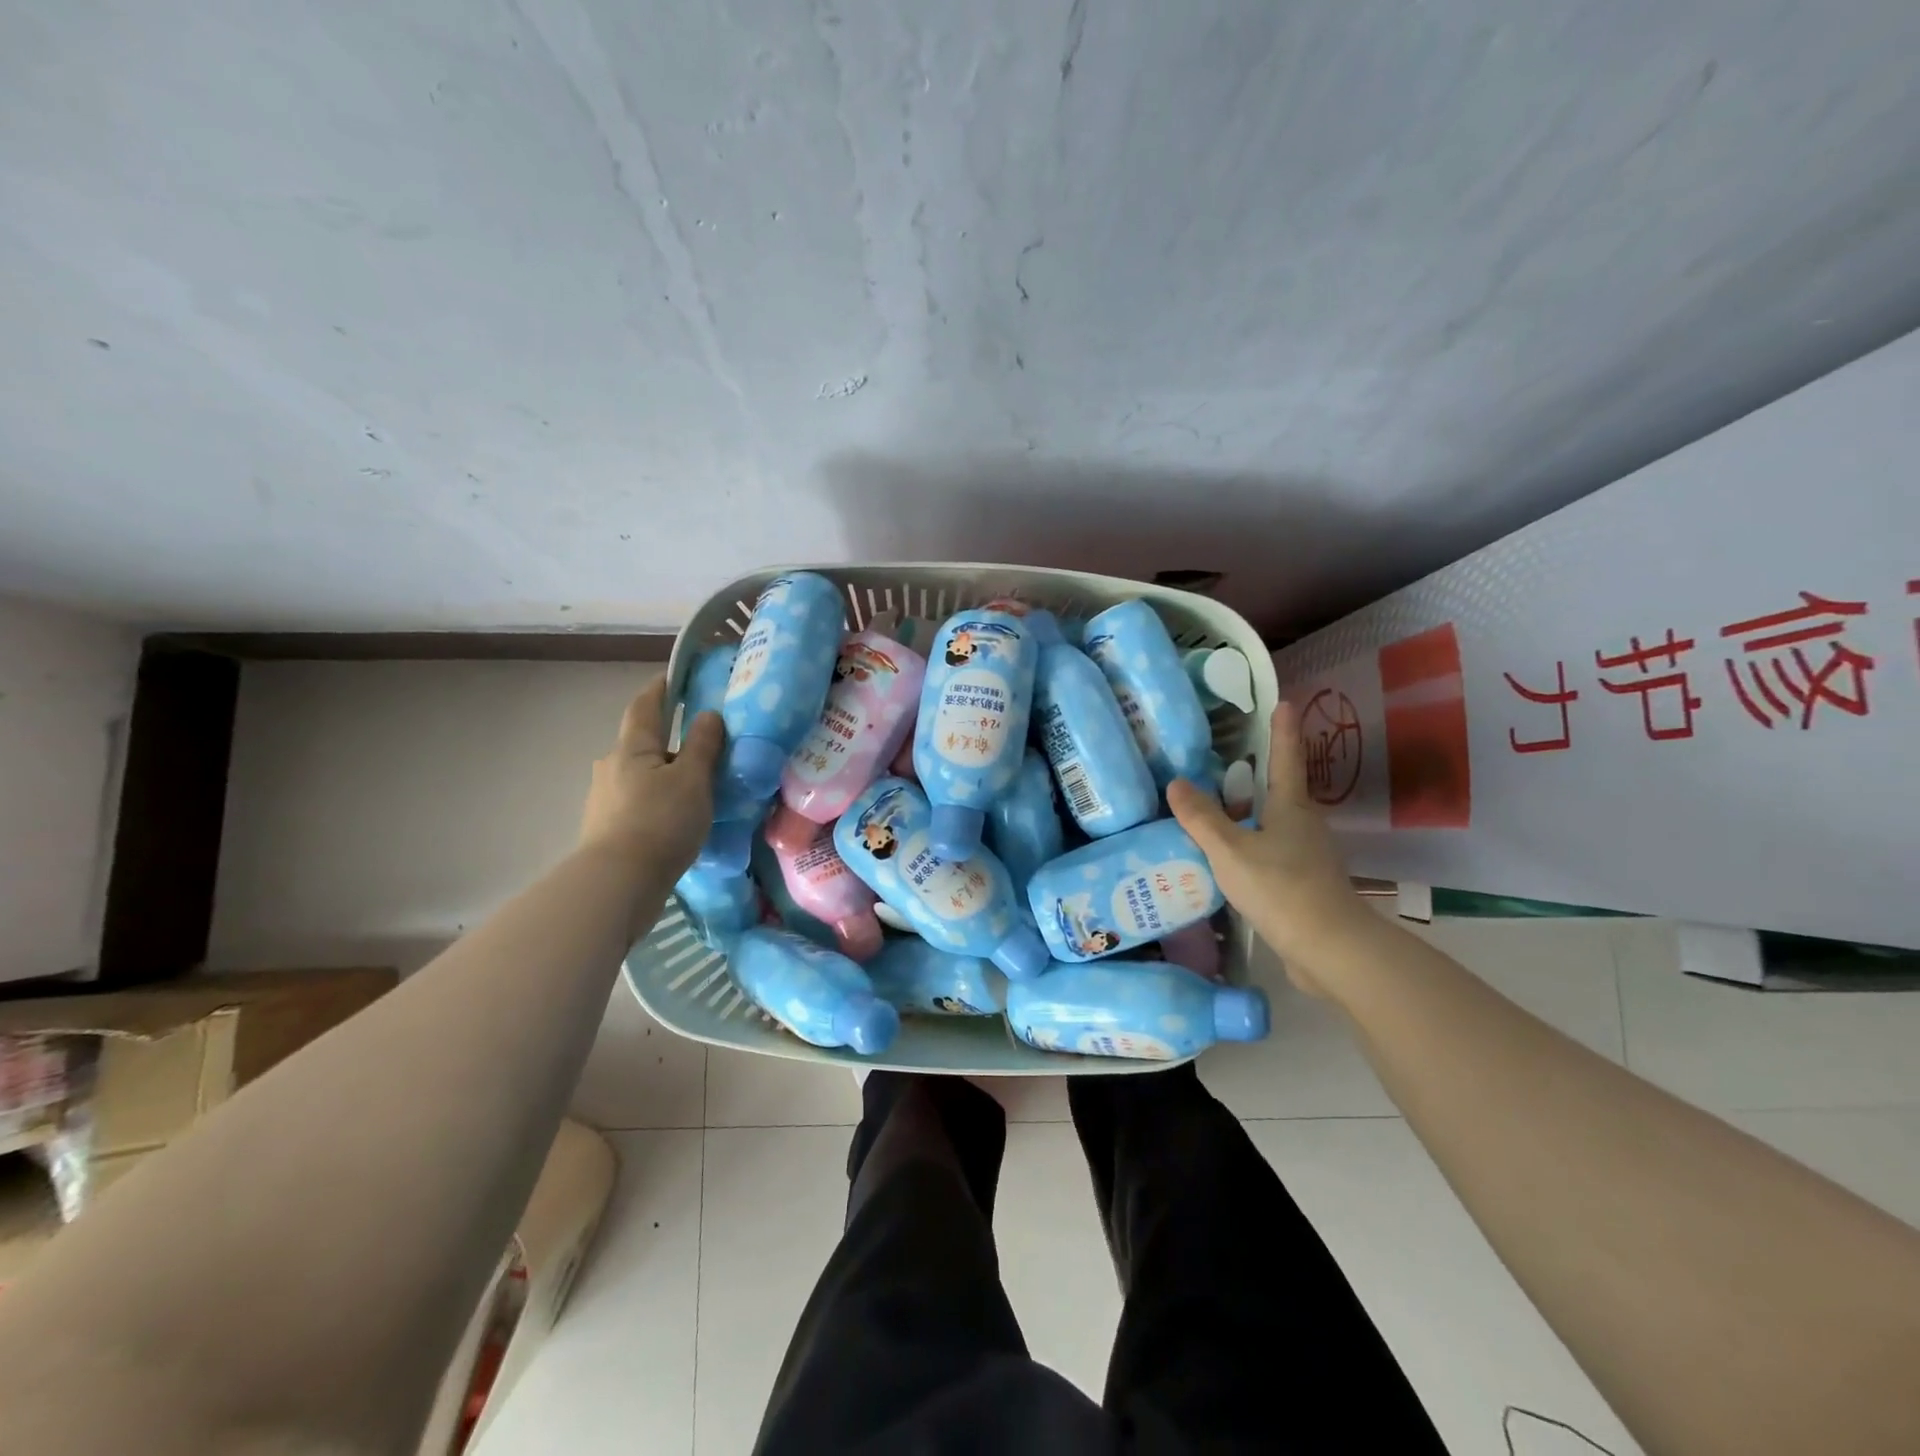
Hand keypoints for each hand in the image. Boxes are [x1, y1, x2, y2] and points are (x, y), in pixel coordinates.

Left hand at [580, 676, 724, 876]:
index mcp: (632, 748)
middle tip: (701, 746)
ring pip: (640, 775)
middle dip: (668, 740)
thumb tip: (708, 714)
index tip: (676, 675)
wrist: (618, 883)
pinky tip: (675, 818)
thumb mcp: (693, 779)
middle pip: (642, 743)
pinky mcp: (606, 828)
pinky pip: (637, 802)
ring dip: (664, 775)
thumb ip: (702, 745)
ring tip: (694, 788)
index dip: (661, 688)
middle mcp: (611, 766)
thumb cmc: (660, 821)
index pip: (646, 706)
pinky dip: (657, 801)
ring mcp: (604, 799)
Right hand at [1168, 703, 1366, 993]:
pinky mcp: (1303, 883)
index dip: (1282, 729)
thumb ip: (1202, 818)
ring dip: (1250, 812)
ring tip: (1215, 808)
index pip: (1285, 757)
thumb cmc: (1281, 888)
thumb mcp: (1230, 850)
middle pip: (1280, 789)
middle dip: (1258, 772)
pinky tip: (1226, 857)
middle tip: (1225, 758)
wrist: (1329, 948)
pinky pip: (1271, 851)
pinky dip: (1250, 844)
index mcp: (1291, 806)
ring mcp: (1307, 855)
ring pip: (1274, 822)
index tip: (1283, 701)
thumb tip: (1177, 782)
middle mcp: (1304, 824)